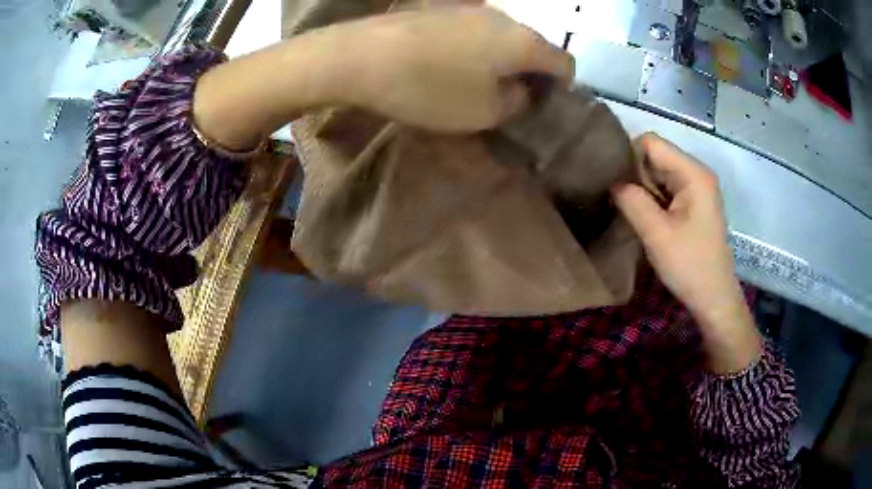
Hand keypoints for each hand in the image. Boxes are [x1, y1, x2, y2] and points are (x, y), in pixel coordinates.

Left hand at [333, 7, 574, 131]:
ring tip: (479, 85)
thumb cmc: (430, 88)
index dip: (562, 87)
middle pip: (533, 47)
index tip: (544, 105)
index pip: (564, 63)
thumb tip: (521, 90)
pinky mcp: (441, 8)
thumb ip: (516, 103)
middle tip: (512, 100)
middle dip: (531, 74)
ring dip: (502, 61)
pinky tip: (452, 66)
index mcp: (524, 42)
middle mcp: (504, 17)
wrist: (362, 56)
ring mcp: (471, 8)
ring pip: (503, 37)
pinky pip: (474, 31)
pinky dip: (476, 50)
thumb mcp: (484, 112)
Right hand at [611, 133, 761, 373]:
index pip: (651, 142)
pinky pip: (665, 189)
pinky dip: (651, 199)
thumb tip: (611, 181)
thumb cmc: (689, 266)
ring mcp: (696, 189)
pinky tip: (643, 217)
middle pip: (655, 155)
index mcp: (693, 173)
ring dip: (641, 189)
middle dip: (634, 174)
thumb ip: (632, 200)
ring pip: (658, 173)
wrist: (714, 299)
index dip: (628, 156)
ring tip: (628, 211)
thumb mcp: (657, 234)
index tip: (613, 183)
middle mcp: (696, 173)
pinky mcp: (693, 204)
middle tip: (619, 201)